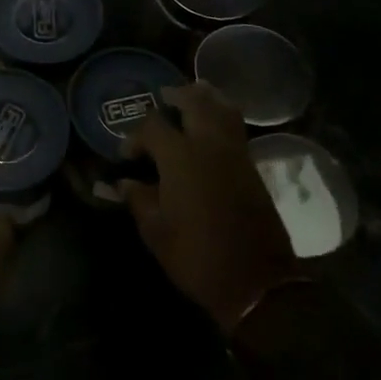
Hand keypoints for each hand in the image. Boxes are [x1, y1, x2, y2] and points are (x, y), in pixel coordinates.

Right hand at [120, 81, 298, 330]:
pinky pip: (236, 129)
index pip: (153, 127)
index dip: (135, 136)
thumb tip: (124, 183)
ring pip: (223, 109)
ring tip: (191, 98)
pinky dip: (222, 116)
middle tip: (163, 98)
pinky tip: (210, 126)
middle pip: (194, 102)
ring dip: (205, 99)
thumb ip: (138, 199)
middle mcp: (209, 146)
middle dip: (177, 96)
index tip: (127, 156)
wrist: (256, 283)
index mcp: (180, 157)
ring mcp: (236, 154)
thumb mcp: (155, 231)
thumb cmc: (196, 256)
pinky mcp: (252, 168)